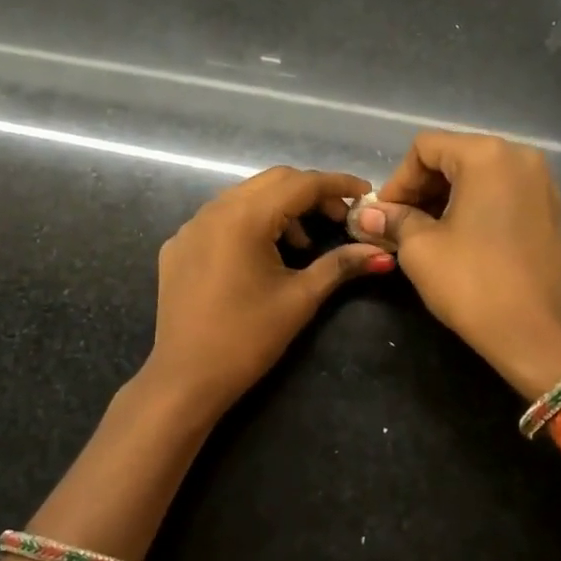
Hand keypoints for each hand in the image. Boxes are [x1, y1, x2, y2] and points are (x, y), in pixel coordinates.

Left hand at [143, 167, 395, 422]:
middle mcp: (213, 210)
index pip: (300, 183)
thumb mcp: (300, 299)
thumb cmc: (248, 338)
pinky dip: (250, 223)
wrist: (186, 378)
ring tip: (304, 244)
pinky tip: (263, 255)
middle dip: (310, 193)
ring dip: (280, 208)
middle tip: (340, 218)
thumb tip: (382, 253)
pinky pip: (221, 218)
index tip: (366, 192)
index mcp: (243, 217)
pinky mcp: (178, 246)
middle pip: (272, 181)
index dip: (337, 184)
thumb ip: (340, 266)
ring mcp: (190, 226)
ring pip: (244, 197)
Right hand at [355, 132, 560, 400]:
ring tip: (424, 236)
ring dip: (445, 199)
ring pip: (477, 176)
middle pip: (453, 157)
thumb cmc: (475, 284)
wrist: (541, 335)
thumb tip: (366, 214)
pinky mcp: (549, 210)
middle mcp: (519, 157)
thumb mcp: (421, 249)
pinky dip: (473, 207)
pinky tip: (458, 240)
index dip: (397, 181)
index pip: (425, 148)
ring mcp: (541, 182)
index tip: (384, 217)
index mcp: (487, 155)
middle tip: (398, 227)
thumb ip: (393, 221)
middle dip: (420, 189)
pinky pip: (500, 194)